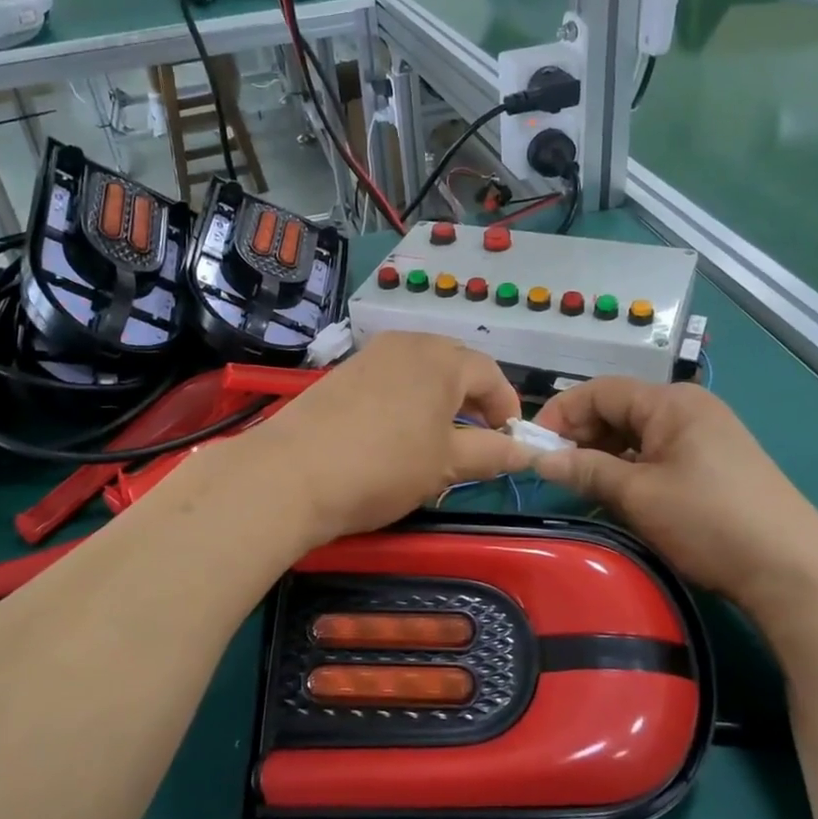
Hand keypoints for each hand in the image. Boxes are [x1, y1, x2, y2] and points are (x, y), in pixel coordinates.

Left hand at [237, 333, 531, 546]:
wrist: (292, 474)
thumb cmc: (384, 466)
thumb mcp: (446, 465)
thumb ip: (491, 454)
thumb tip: (525, 452)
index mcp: (442, 360)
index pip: (491, 375)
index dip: (507, 408)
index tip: (511, 441)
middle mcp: (408, 344)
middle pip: (456, 365)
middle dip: (474, 400)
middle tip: (478, 438)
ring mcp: (371, 354)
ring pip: (421, 370)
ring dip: (440, 399)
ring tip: (439, 439)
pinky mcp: (343, 372)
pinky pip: (391, 378)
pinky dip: (408, 399)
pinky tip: (398, 433)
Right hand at [531, 378, 817, 617]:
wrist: (794, 571)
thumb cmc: (708, 520)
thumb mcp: (638, 495)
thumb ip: (585, 470)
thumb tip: (539, 459)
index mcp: (671, 402)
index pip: (600, 391)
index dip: (561, 414)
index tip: (533, 448)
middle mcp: (689, 409)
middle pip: (619, 410)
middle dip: (582, 436)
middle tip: (554, 472)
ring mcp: (707, 436)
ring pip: (638, 435)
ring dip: (605, 456)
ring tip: (583, 488)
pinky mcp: (716, 465)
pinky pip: (660, 455)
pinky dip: (632, 470)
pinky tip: (620, 496)